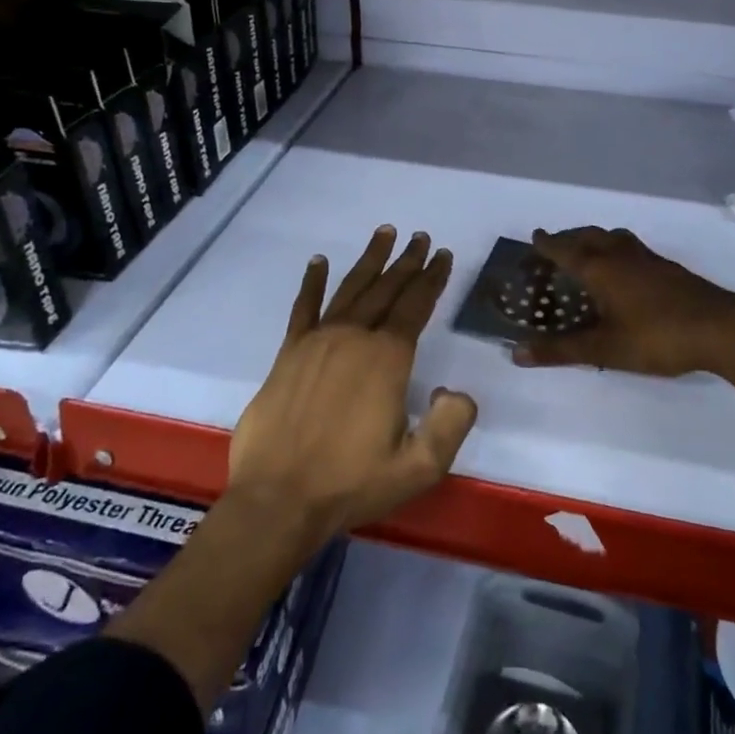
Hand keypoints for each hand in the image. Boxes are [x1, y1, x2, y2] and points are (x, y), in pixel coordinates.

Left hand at [227, 225, 477, 543]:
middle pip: (386, 289)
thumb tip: (456, 390)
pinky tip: (319, 261)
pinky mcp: (288, 353)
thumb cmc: (351, 483)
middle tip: (421, 238)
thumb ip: (450, 424)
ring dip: (370, 261)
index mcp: (387, 359)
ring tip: (385, 233)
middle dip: (407, 262)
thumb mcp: (418, 467)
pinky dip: (312, 282)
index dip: (432, 279)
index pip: (415, 306)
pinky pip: (303, 308)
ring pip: (350, 289)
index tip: (442, 256)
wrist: (278, 500)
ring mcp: (317, 342)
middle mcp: (354, 338)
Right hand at [510, 226, 734, 380]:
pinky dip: (615, 249)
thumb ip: (561, 350)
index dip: (547, 244)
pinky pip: (630, 247)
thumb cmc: (657, 337)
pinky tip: (623, 270)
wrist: (722, 328)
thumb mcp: (605, 348)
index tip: (534, 237)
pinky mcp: (668, 268)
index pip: (565, 249)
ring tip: (586, 251)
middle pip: (588, 236)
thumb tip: (516, 353)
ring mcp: (648, 258)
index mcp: (600, 268)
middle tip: (554, 246)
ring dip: (593, 239)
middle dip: (568, 238)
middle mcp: (621, 254)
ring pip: (612, 238)